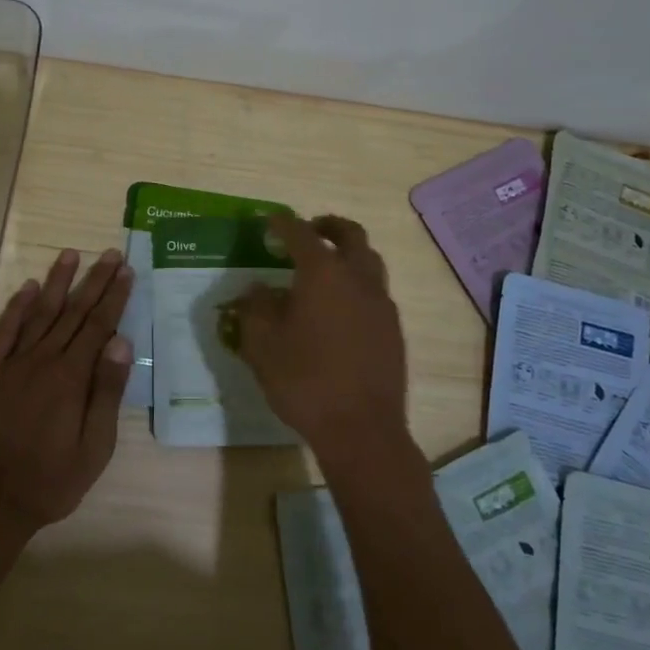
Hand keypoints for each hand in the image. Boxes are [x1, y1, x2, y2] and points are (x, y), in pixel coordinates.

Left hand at [0, 248, 134, 537]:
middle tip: (110, 253)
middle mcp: (43, 360)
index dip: (114, 297)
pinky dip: (16, 308)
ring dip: (56, 282)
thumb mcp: (94, 447)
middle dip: (94, 281)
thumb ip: (106, 392)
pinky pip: (4, 332)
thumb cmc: (51, 480)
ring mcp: (13, 364)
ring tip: (70, 255)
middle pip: (73, 312)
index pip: (99, 326)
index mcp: (71, 377)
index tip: (126, 270)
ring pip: (39, 313)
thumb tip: (121, 342)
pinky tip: (27, 288)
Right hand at [231, 215, 409, 465]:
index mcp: (323, 273)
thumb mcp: (262, 345)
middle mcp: (358, 278)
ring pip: (369, 260)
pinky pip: (376, 290)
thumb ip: (255, 309)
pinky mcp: (393, 329)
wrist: (361, 430)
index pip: (301, 233)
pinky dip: (358, 283)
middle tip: (309, 230)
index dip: (283, 223)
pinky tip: (340, 308)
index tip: (270, 220)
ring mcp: (381, 303)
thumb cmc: (304, 381)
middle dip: (328, 226)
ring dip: (348, 253)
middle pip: (350, 234)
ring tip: (326, 267)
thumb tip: (256, 289)